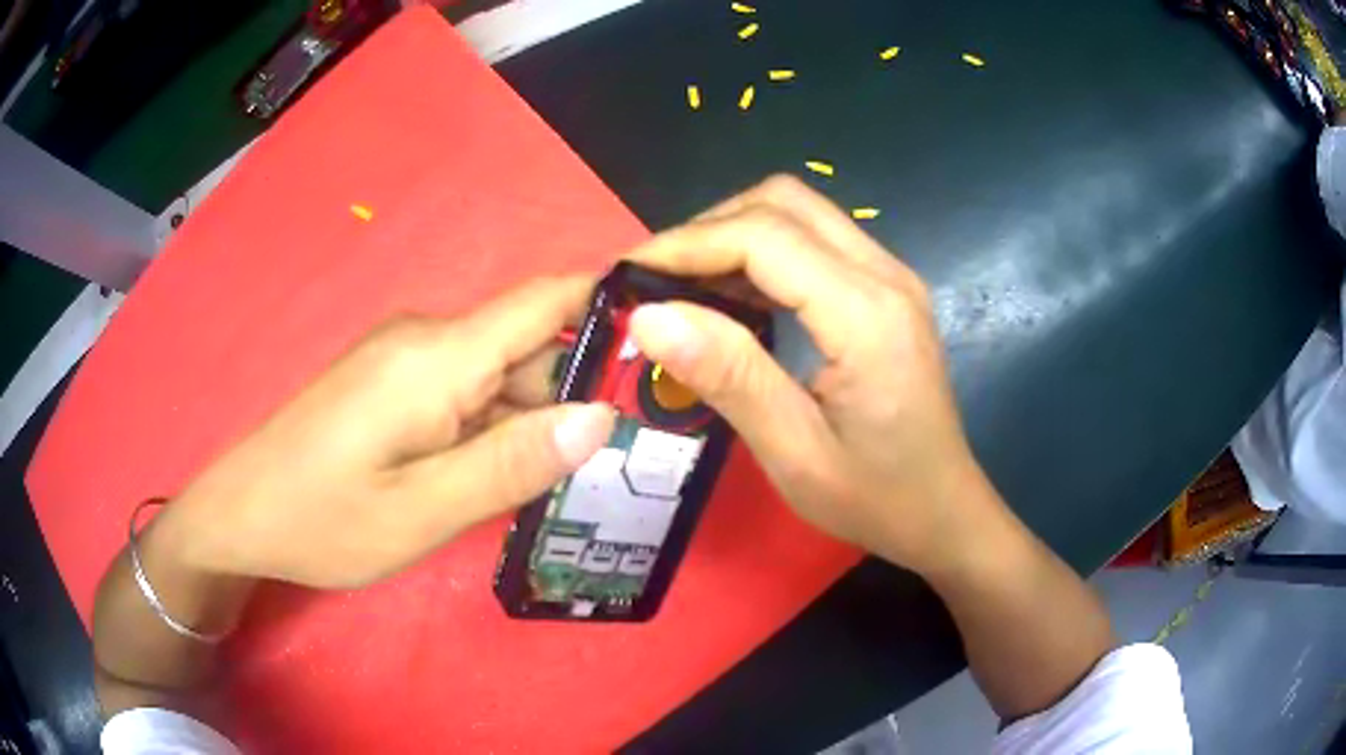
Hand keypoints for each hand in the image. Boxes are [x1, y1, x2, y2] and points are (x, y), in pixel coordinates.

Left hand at [157, 277, 614, 588]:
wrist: (241, 514)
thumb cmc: (323, 519)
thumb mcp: (421, 511)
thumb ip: (509, 463)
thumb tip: (599, 418)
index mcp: (437, 357)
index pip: (546, 300)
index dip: (611, 301)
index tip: (674, 330)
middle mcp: (427, 340)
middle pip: (530, 345)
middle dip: (583, 388)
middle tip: (636, 448)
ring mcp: (407, 360)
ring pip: (501, 374)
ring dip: (540, 417)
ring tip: (582, 475)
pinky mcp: (394, 384)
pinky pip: (468, 392)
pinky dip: (501, 426)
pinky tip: (512, 474)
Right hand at [627, 176, 993, 575]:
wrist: (944, 511)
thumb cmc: (876, 497)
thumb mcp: (795, 453)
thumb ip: (729, 376)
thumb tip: (650, 316)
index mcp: (867, 314)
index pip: (764, 237)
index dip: (687, 244)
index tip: (628, 274)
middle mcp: (885, 275)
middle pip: (782, 202)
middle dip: (708, 227)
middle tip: (655, 280)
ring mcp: (890, 277)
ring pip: (798, 212)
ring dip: (733, 233)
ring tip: (682, 286)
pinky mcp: (886, 290)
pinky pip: (815, 241)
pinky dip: (762, 251)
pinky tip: (733, 295)